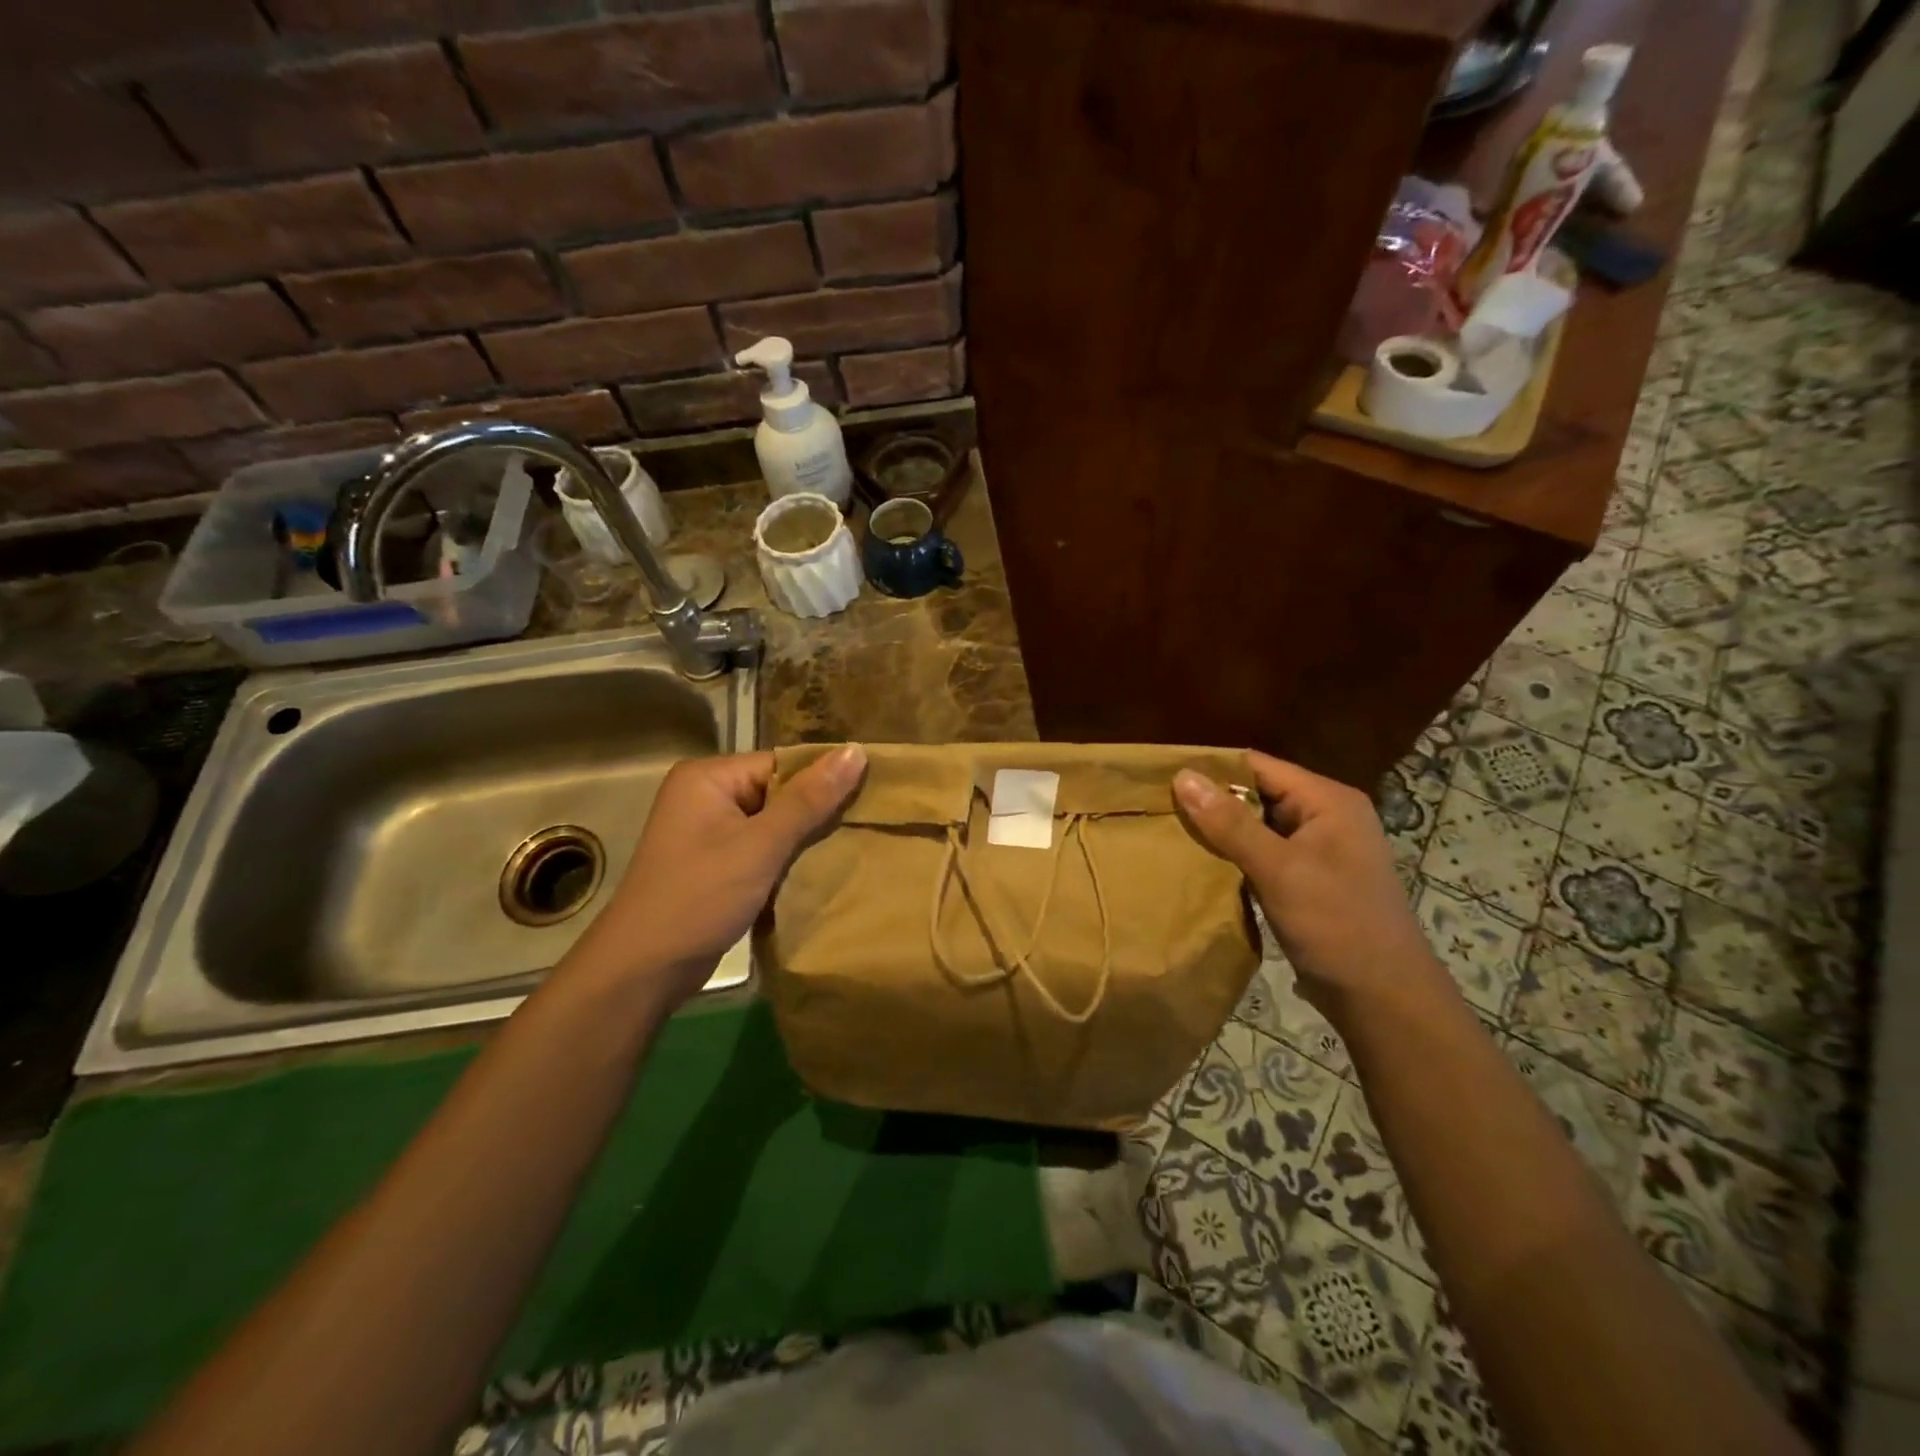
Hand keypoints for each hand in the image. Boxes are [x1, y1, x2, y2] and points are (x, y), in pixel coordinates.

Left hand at [567, 745, 866, 1007]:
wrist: (643, 971)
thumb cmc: (699, 898)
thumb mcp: (760, 847)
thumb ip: (809, 800)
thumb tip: (856, 750)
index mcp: (709, 777)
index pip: (782, 764)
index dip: (823, 781)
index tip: (869, 798)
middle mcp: (706, 795)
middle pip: (779, 792)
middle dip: (816, 812)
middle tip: (865, 827)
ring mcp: (708, 831)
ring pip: (774, 823)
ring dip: (804, 839)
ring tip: (850, 848)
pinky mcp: (715, 863)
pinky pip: (762, 848)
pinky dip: (787, 860)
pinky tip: (818, 872)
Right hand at [1174, 751, 1449, 1020]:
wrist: (1383, 999)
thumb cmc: (1337, 925)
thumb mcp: (1279, 870)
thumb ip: (1230, 823)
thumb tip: (1183, 776)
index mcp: (1328, 801)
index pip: (1259, 766)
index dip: (1212, 769)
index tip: (1163, 779)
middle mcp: (1326, 816)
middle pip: (1257, 793)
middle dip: (1212, 801)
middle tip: (1160, 809)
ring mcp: (1319, 849)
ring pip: (1257, 825)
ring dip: (1221, 830)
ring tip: (1171, 832)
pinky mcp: (1309, 878)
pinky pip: (1264, 853)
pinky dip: (1235, 855)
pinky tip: (1201, 864)